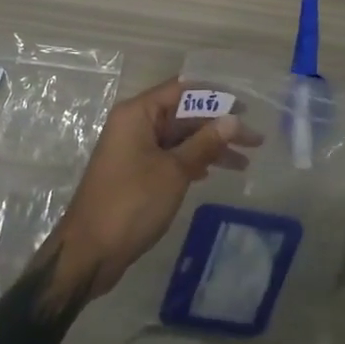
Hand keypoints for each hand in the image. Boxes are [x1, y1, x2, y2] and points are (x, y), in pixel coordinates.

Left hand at [39, 80, 260, 306]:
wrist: (89, 252)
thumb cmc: (132, 203)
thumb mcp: (174, 171)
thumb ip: (204, 143)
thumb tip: (233, 119)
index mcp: (138, 113)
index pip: (183, 90)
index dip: (216, 96)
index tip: (246, 107)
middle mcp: (134, 124)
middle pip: (183, 115)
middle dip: (218, 126)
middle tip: (255, 140)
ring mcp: (133, 149)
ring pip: (179, 138)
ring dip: (209, 147)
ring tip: (244, 162)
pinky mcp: (135, 173)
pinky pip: (170, 156)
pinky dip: (192, 161)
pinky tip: (212, 172)